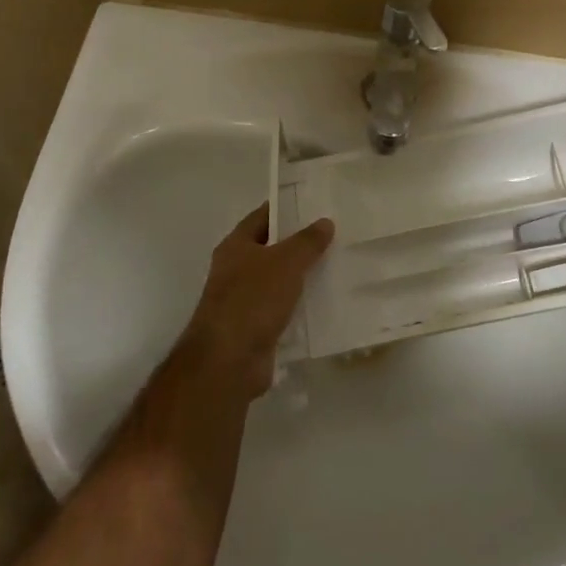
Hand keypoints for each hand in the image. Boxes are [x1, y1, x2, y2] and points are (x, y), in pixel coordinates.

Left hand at [175, 205, 333, 400]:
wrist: (229, 362)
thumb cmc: (253, 300)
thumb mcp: (286, 262)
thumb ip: (307, 241)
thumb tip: (325, 222)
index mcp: (235, 246)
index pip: (262, 217)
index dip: (285, 208)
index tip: (313, 204)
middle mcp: (236, 270)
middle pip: (271, 249)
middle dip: (298, 243)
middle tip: (333, 235)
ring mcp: (244, 301)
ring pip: (278, 280)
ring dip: (301, 276)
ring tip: (336, 266)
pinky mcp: (255, 328)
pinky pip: (282, 309)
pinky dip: (299, 305)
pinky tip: (325, 302)